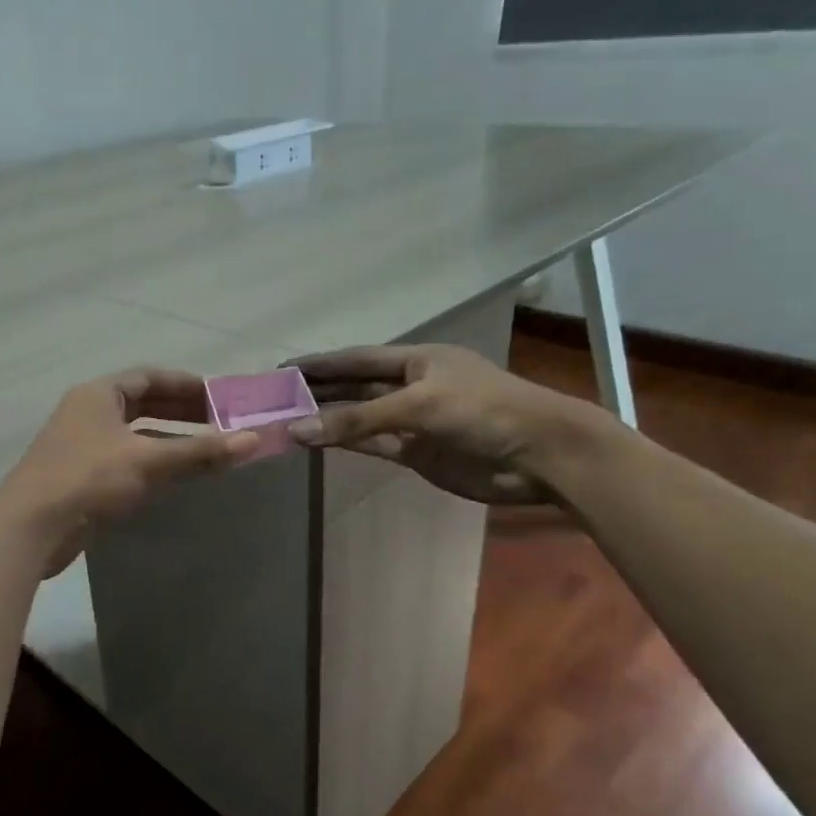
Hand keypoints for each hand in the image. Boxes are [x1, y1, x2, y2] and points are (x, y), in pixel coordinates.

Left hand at [0, 368, 257, 574]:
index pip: (148, 377)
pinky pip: (125, 461)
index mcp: (98, 395)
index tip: (219, 396)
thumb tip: (253, 440)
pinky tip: (174, 479)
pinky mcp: (80, 478)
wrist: (30, 528)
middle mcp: (87, 413)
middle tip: (219, 423)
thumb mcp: (147, 461)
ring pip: (134, 435)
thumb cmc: (87, 479)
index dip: (185, 384)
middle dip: (180, 412)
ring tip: (205, 451)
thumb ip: (199, 451)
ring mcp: (81, 446)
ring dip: (168, 440)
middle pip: (141, 404)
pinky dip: (151, 464)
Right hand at [287, 343, 612, 504]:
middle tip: (276, 398)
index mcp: (417, 359)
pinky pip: (373, 444)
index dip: (321, 363)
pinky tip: (319, 441)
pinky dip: (347, 442)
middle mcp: (412, 386)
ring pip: (361, 418)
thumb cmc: (483, 412)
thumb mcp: (417, 406)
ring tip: (287, 421)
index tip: (283, 367)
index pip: (356, 359)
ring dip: (329, 420)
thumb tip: (297, 430)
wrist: (540, 455)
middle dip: (319, 391)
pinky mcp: (418, 452)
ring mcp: (414, 421)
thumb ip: (356, 419)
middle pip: (355, 387)